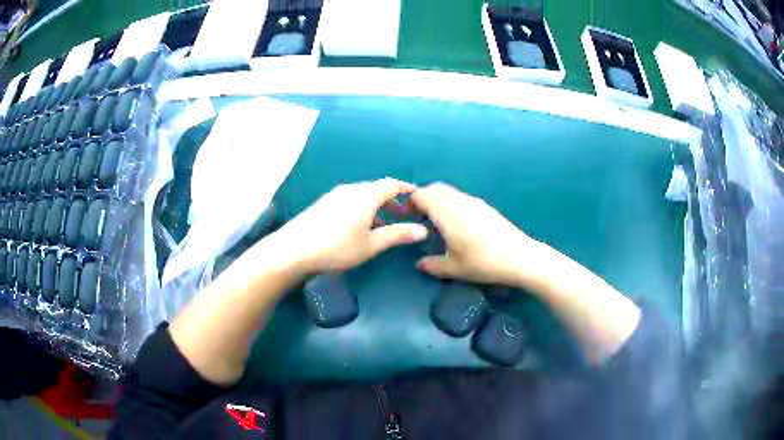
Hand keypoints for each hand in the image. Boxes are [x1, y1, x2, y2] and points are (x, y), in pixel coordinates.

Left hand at [277, 178, 427, 273]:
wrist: (294, 249)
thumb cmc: (337, 247)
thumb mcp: (371, 245)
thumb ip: (397, 235)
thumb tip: (423, 230)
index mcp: (366, 195)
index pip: (392, 184)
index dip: (406, 189)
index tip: (418, 197)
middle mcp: (351, 189)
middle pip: (376, 187)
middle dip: (392, 198)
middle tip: (403, 213)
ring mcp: (335, 195)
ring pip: (362, 194)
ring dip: (376, 204)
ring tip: (384, 222)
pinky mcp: (324, 203)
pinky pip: (350, 199)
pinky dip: (362, 207)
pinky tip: (359, 225)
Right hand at [411, 182, 546, 286]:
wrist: (520, 257)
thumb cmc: (484, 262)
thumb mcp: (454, 268)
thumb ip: (433, 265)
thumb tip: (420, 264)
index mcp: (448, 213)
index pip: (422, 195)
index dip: (411, 202)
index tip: (406, 216)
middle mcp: (460, 202)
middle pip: (435, 188)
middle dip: (423, 198)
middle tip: (419, 216)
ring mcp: (475, 202)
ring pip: (449, 191)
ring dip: (438, 199)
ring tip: (436, 220)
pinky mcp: (485, 206)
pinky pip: (461, 196)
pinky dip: (451, 202)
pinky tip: (457, 223)